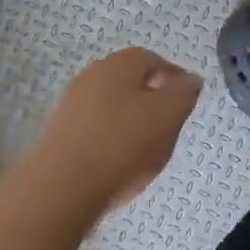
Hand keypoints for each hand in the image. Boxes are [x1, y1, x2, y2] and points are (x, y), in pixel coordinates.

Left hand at [32, 48, 201, 213]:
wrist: (62, 189)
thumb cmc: (123, 144)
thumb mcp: (169, 115)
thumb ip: (184, 93)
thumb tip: (190, 79)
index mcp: (120, 63)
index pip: (154, 60)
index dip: (174, 78)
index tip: (186, 101)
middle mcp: (92, 75)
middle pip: (131, 82)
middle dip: (152, 100)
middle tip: (169, 125)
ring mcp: (71, 104)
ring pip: (112, 105)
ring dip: (130, 121)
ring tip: (145, 149)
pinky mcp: (59, 134)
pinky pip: (95, 128)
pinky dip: (111, 139)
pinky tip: (118, 162)